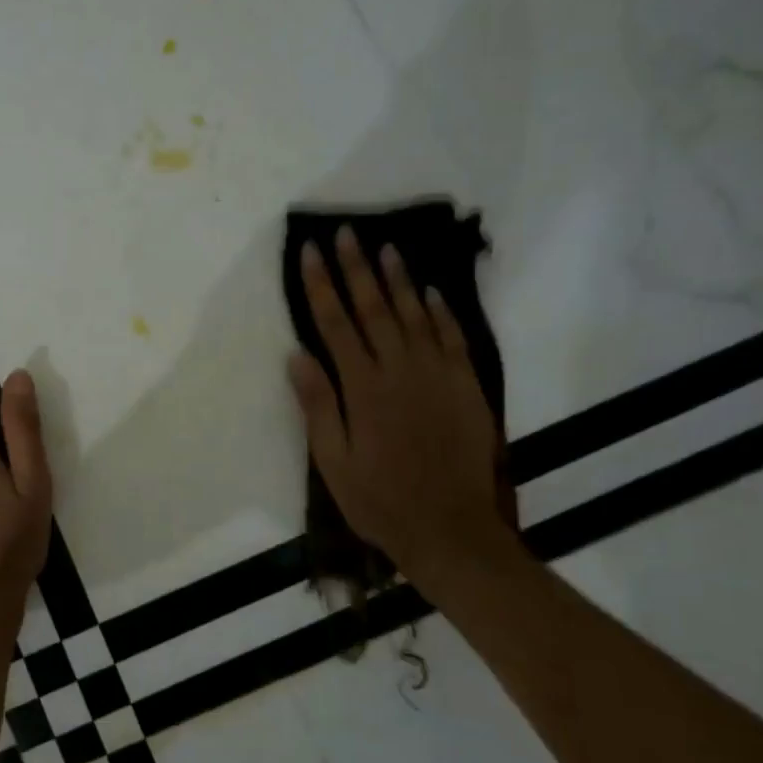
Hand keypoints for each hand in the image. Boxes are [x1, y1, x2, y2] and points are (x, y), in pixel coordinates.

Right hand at [289, 227, 518, 586]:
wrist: (452, 530)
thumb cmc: (380, 500)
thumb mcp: (333, 462)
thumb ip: (317, 405)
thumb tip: (297, 355)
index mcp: (363, 388)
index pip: (335, 323)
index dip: (320, 285)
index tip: (309, 252)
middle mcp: (400, 370)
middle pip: (373, 308)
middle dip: (355, 267)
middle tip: (345, 232)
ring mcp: (438, 375)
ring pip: (414, 314)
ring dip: (397, 279)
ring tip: (384, 247)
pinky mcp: (466, 387)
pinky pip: (452, 337)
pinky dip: (440, 311)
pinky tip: (430, 291)